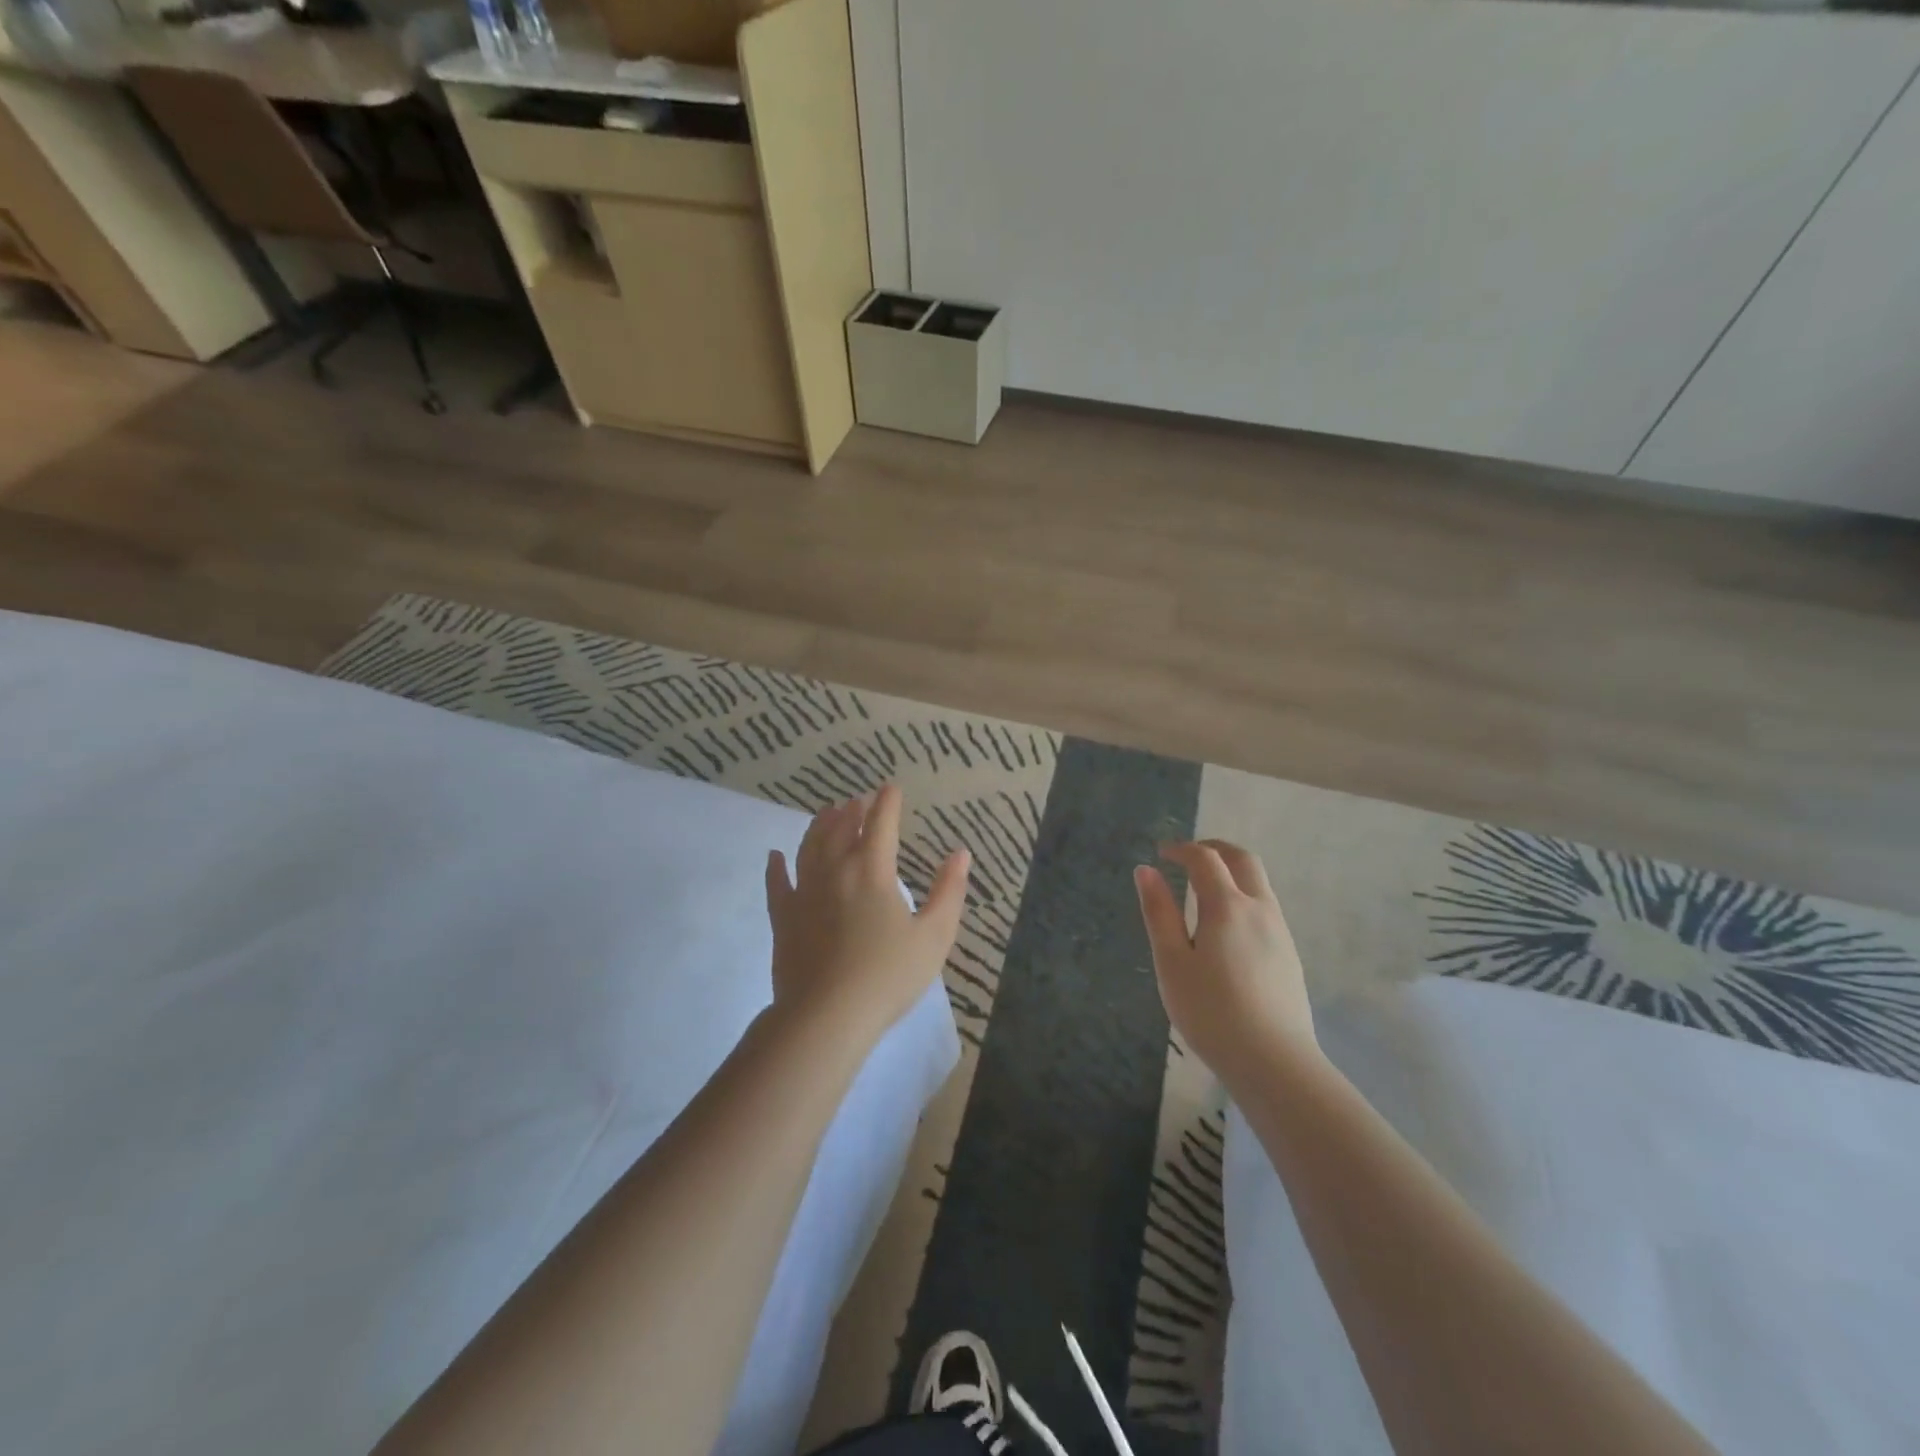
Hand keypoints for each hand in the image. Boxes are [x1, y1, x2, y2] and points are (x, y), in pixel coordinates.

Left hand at [765, 785, 969, 1048]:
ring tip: (827, 811)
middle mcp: (836, 871)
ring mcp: (804, 892)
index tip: (891, 788)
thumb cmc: (888, 976)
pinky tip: (775, 855)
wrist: (827, 1016)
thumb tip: (961, 854)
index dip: (887, 803)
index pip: (881, 824)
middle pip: (842, 829)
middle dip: (853, 810)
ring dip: (820, 826)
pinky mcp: (783, 917)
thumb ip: (949, 891)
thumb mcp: (934, 936)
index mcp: (873, 871)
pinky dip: (776, 866)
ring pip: (809, 847)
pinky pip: (777, 883)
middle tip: (860, 799)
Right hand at [1135, 840, 1317, 1092]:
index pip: (1205, 859)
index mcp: (1227, 906)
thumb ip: (1159, 913)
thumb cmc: (1211, 1011)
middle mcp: (1260, 909)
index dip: (1181, 849)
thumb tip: (1146, 870)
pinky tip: (1227, 927)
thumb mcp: (1172, 962)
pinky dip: (1243, 896)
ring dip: (1232, 872)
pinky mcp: (1290, 955)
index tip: (1161, 853)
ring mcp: (1280, 932)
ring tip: (1203, 889)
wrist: (1275, 1062)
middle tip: (1188, 855)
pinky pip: (1266, 908)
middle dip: (1214, 849)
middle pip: (1243, 860)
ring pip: (1259, 884)